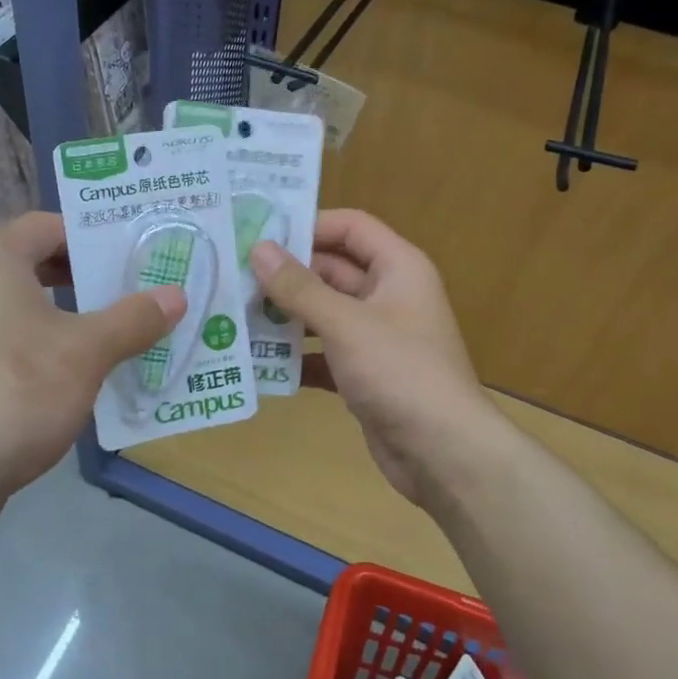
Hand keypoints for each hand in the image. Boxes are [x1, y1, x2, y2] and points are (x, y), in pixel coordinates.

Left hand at [0, 212, 183, 508]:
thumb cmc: (16, 391)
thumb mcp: (86, 352)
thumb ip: (134, 319)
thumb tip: (176, 296)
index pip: (47, 225)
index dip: (93, 235)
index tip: (135, 254)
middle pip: (36, 265)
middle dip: (88, 279)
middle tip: (136, 292)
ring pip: (25, 308)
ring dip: (71, 317)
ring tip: (119, 333)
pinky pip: (10, 343)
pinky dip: (46, 348)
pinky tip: (80, 375)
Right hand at [250, 210, 503, 505]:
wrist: (443, 453)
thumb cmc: (400, 372)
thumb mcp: (346, 324)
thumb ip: (300, 287)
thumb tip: (259, 248)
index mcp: (398, 268)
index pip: (350, 227)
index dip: (308, 225)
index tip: (259, 234)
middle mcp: (389, 296)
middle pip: (332, 271)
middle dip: (286, 275)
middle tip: (234, 278)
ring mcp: (377, 338)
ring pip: (324, 314)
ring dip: (285, 317)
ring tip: (235, 316)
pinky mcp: (365, 374)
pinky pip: (324, 354)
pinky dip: (297, 357)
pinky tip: (259, 362)